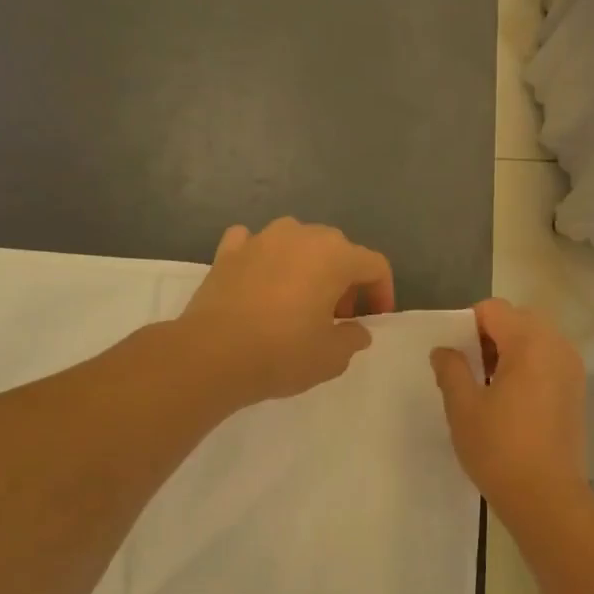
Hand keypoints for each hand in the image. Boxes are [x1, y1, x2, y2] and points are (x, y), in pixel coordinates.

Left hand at [181, 218, 395, 406]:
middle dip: (345, 279)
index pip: (374, 265)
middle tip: (337, 315)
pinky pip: (255, 243)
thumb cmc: (282, 353)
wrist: (211, 355)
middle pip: (338, 249)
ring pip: (297, 241)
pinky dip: (264, 257)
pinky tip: (260, 279)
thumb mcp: (332, 357)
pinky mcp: (227, 251)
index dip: (382, 292)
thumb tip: (356, 330)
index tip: (373, 319)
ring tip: (300, 299)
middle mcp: (301, 236)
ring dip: (307, 264)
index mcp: (335, 256)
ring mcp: (261, 239)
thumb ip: (353, 338)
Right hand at [430, 298, 585, 515]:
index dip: (467, 325)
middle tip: (471, 370)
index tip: (455, 357)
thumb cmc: (499, 449)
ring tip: (490, 387)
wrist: (547, 497)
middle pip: (518, 319)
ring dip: (510, 350)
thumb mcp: (462, 407)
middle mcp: (557, 345)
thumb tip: (444, 350)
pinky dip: (528, 366)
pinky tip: (512, 401)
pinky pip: (549, 360)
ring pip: (535, 339)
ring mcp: (572, 367)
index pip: (493, 309)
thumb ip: (451, 369)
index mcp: (529, 342)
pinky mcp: (577, 390)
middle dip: (490, 335)